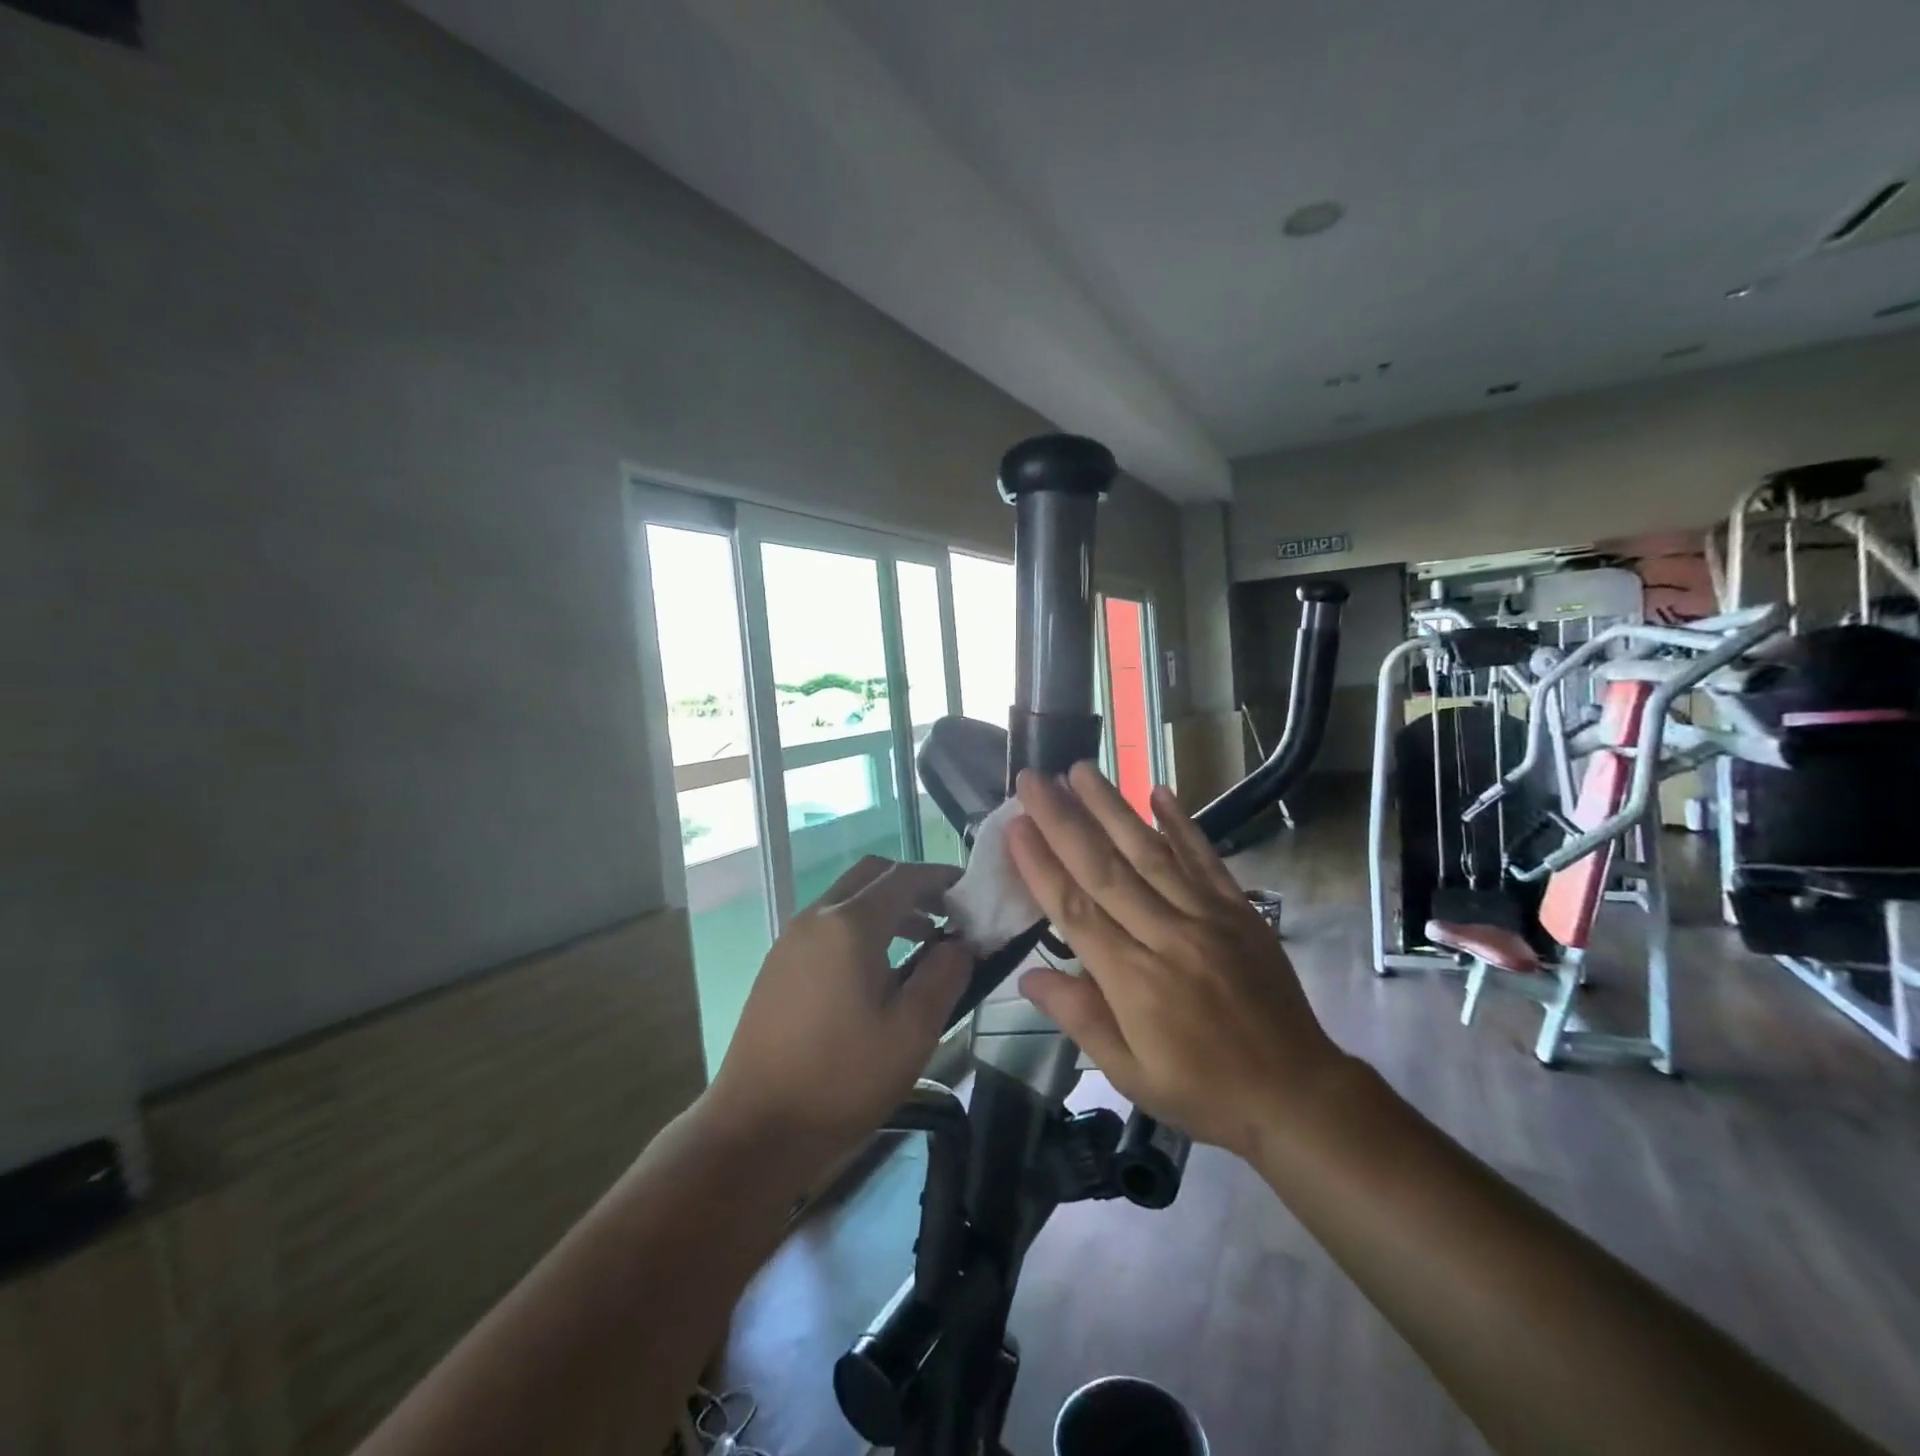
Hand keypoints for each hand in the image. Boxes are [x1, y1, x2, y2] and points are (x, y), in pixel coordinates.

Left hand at [703, 857, 970, 1162]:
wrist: (756, 1129)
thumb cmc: (841, 1079)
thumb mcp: (912, 1032)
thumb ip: (944, 976)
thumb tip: (960, 943)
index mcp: (850, 925)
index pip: (904, 877)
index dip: (941, 878)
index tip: (971, 893)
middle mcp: (817, 918)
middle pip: (872, 875)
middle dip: (913, 885)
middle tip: (947, 913)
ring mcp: (791, 939)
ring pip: (848, 899)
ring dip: (888, 907)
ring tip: (924, 943)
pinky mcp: (779, 965)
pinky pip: (829, 925)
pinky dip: (861, 927)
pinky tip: (880, 971)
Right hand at [1008, 764, 1344, 1159]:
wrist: (1296, 1094)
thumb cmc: (1203, 1090)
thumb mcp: (1130, 1075)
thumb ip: (1080, 1019)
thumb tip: (1027, 978)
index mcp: (1134, 982)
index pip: (1075, 912)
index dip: (1041, 866)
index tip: (1015, 825)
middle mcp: (1167, 937)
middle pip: (1105, 869)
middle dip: (1064, 820)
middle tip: (1033, 779)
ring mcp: (1207, 918)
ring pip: (1150, 853)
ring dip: (1112, 808)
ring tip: (1080, 770)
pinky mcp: (1239, 910)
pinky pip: (1207, 859)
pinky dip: (1182, 823)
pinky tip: (1158, 790)